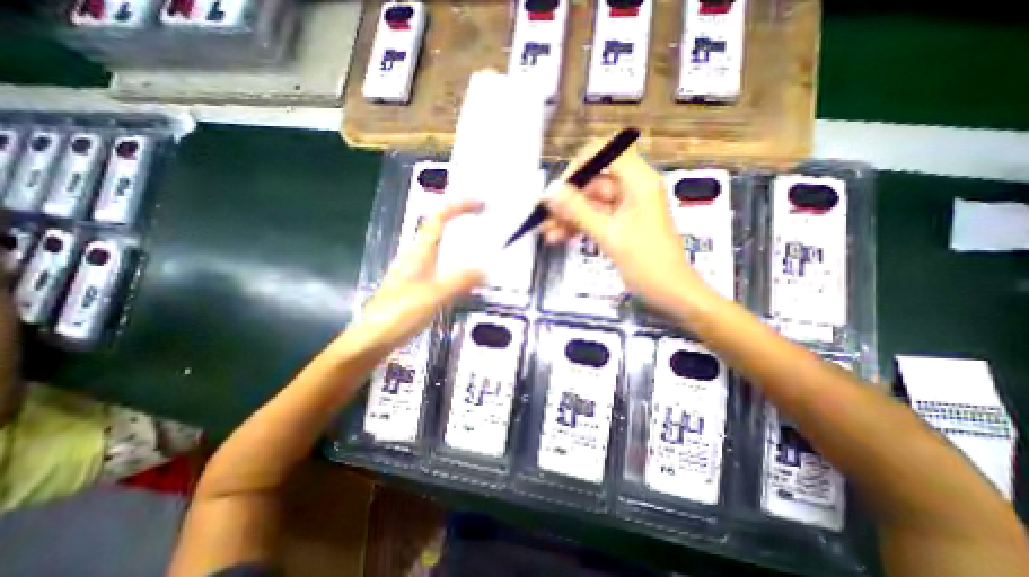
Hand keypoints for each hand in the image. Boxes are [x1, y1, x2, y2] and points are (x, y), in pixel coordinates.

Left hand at [351, 199, 485, 350]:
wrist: (370, 340)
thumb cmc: (396, 315)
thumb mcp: (431, 297)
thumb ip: (459, 282)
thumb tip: (485, 270)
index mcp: (419, 253)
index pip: (438, 218)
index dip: (459, 205)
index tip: (481, 204)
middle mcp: (417, 257)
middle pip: (440, 228)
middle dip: (462, 220)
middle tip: (487, 224)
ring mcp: (417, 272)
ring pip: (442, 248)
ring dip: (462, 242)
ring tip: (484, 247)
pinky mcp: (419, 287)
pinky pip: (443, 267)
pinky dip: (459, 264)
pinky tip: (469, 277)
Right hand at [541, 137, 713, 312]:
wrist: (670, 293)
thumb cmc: (646, 262)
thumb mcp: (609, 235)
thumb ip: (578, 210)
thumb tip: (550, 190)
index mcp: (638, 181)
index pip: (604, 153)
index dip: (578, 165)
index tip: (558, 188)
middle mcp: (632, 188)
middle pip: (593, 182)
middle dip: (567, 201)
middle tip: (543, 217)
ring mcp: (626, 207)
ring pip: (590, 203)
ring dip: (568, 217)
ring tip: (546, 232)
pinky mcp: (621, 224)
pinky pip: (595, 218)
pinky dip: (578, 227)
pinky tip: (558, 238)